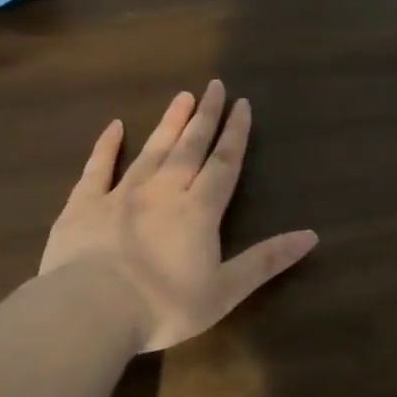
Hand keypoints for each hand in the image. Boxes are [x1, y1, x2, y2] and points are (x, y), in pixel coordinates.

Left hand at [39, 80, 318, 351]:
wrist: (92, 310)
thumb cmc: (164, 306)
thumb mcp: (225, 290)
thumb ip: (266, 260)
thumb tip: (311, 235)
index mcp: (198, 211)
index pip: (224, 163)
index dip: (235, 134)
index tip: (242, 104)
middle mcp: (163, 191)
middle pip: (190, 147)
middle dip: (205, 116)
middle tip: (214, 86)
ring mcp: (121, 194)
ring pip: (151, 150)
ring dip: (169, 123)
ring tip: (182, 96)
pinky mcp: (84, 204)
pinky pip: (97, 168)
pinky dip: (106, 146)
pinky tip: (115, 126)